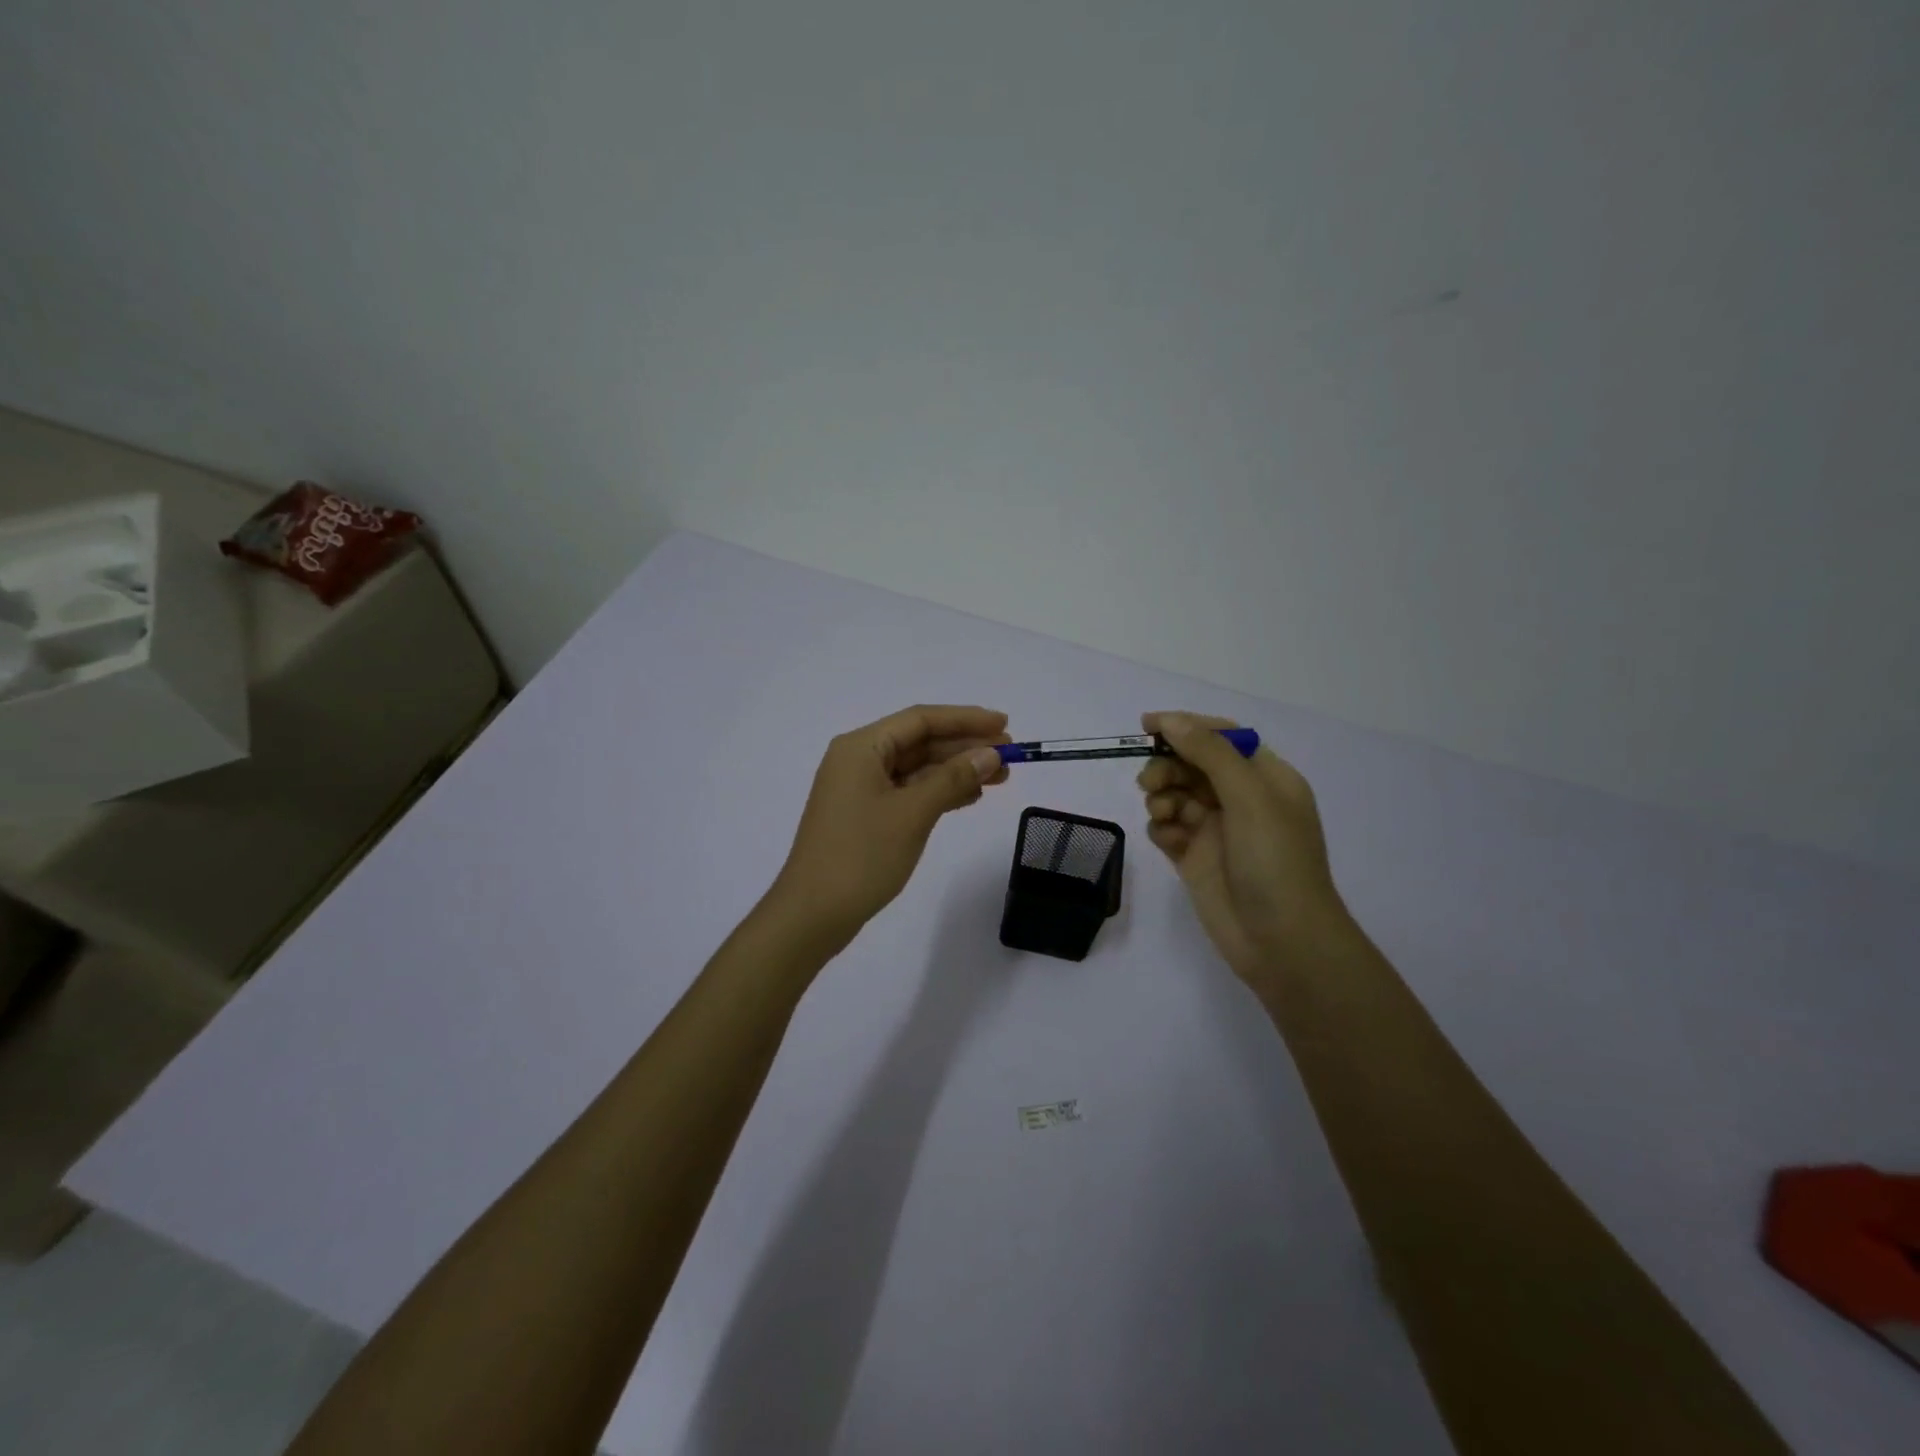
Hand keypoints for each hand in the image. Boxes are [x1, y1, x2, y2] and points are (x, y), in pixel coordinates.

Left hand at [768, 705, 1010, 952]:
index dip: (966, 719)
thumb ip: (953, 779)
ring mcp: (860, 789)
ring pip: (917, 768)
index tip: (1005, 725)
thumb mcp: (913, 813)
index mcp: (861, 747)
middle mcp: (859, 760)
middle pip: (920, 742)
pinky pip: (909, 791)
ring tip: (1000, 778)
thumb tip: (991, 755)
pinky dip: (939, 792)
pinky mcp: (865, 815)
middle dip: (965, 747)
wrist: (812, 914)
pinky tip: (970, 797)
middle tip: (1011, 756)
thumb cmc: (861, 856)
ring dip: (956, 770)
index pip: (921, 720)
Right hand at [1136, 711, 1351, 985]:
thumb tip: (1171, 720)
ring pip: (1175, 794)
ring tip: (1162, 815)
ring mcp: (1216, 830)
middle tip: (1151, 782)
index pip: (1222, 737)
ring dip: (1162, 796)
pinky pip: (1167, 828)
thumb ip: (1209, 753)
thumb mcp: (1249, 797)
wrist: (1282, 941)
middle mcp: (1241, 799)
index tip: (1147, 725)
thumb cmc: (1275, 861)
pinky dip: (1161, 828)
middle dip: (1168, 766)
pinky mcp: (1194, 858)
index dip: (1186, 726)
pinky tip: (1168, 841)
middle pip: (1192, 764)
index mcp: (1265, 778)